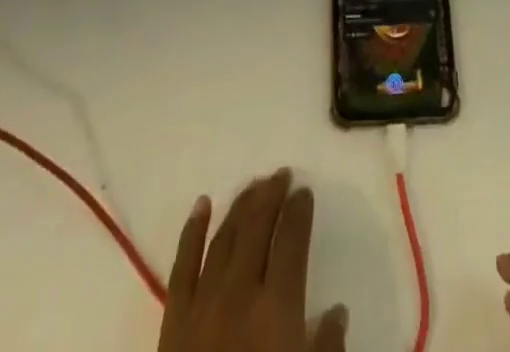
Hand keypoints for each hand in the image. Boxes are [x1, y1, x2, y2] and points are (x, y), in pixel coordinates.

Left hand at [158, 169, 346, 351]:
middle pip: (257, 226)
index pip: (292, 239)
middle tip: (281, 175)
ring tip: (253, 185)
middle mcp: (241, 291)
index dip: (299, 211)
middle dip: (271, 195)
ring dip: (241, 205)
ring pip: (224, 236)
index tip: (304, 192)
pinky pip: (182, 265)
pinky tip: (202, 206)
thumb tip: (335, 313)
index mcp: (278, 307)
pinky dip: (193, 230)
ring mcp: (203, 303)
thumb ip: (327, 349)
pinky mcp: (173, 321)